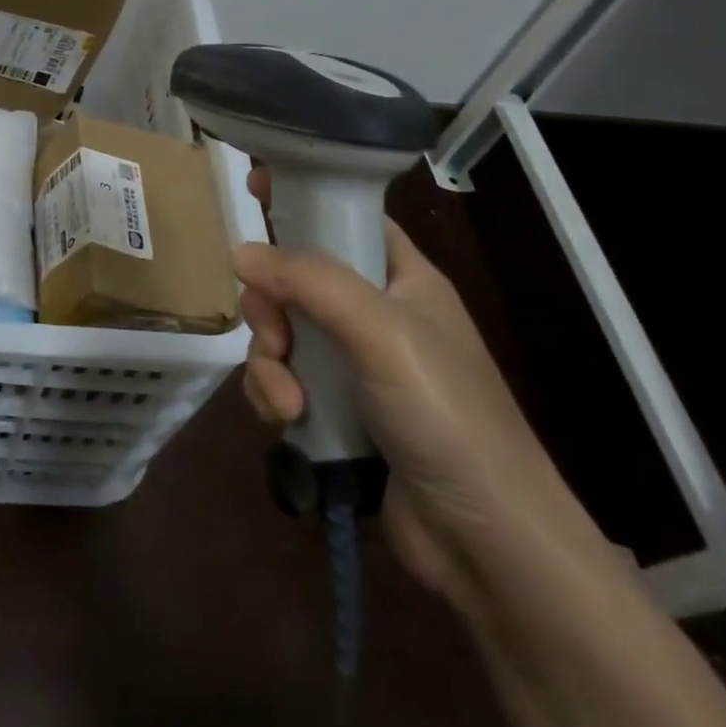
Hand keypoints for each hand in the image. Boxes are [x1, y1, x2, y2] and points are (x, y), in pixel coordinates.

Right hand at [238, 166, 613, 613]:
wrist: (485, 541)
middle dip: (270, 305)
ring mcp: (350, 363)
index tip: (254, 185)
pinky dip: (273, 396)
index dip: (303, 196)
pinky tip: (288, 422)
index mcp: (401, 277)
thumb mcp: (382, 332)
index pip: (346, 214)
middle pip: (293, 276)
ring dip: (268, 362)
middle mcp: (372, 312)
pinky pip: (279, 379)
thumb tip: (240, 251)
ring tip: (288, 400)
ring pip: (279, 332)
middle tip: (275, 335)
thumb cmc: (447, 415)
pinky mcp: (332, 409)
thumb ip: (311, 282)